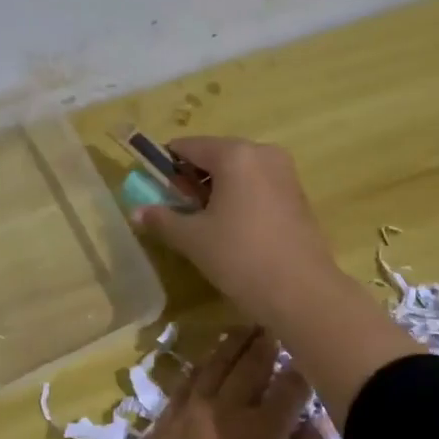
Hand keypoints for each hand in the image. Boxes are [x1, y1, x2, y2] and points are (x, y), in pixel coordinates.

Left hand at [56, 328, 325, 438]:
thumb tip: (316, 423)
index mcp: (262, 430)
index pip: (290, 385)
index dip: (304, 367)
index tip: (313, 353)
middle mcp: (226, 408)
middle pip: (250, 363)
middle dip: (267, 341)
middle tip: (277, 322)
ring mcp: (190, 411)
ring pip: (215, 364)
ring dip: (233, 344)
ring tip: (245, 328)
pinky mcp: (164, 420)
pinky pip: (186, 381)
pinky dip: (201, 364)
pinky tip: (207, 360)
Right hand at [134, 134, 421, 425]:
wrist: (302, 292)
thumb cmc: (240, 257)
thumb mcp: (193, 239)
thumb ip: (162, 219)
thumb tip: (136, 211)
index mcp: (235, 154)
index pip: (188, 146)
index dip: (165, 166)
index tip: (153, 190)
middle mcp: (263, 154)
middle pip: (215, 156)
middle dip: (192, 180)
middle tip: (178, 212)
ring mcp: (285, 174)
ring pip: (238, 173)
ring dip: (216, 191)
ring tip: (204, 226)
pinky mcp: (298, 196)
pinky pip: (258, 187)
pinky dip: (239, 200)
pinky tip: (233, 232)